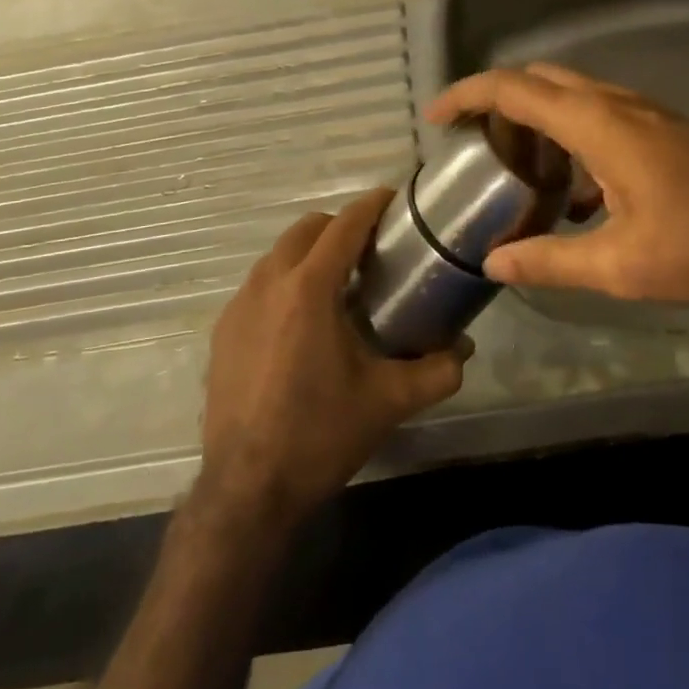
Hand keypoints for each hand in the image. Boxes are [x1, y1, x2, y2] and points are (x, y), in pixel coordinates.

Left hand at [200, 189, 465, 524]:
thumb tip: (464, 348)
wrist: (247, 489)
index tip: (393, 199)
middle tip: (370, 250)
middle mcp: (268, 283)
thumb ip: (437, 370)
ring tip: (339, 284)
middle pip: (306, 229)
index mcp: (309, 289)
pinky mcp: (223, 330)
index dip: (371, 206)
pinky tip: (302, 322)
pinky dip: (285, 282)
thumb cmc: (321, 434)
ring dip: (309, 254)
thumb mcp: (389, 401)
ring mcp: (239, 305)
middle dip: (339, 227)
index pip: (344, 226)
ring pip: (279, 254)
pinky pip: (259, 284)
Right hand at [427, 64, 688, 305]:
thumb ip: (552, 261)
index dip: (468, 95)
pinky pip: (597, 114)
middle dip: (497, 101)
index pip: (514, 89)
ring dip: (535, 118)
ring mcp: (642, 111)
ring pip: (569, 95)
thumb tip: (494, 262)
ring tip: (515, 168)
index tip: (436, 117)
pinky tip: (574, 194)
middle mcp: (614, 104)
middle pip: (538, 80)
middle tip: (471, 141)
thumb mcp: (623, 265)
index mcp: (596, 124)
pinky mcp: (661, 127)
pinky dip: (567, 136)